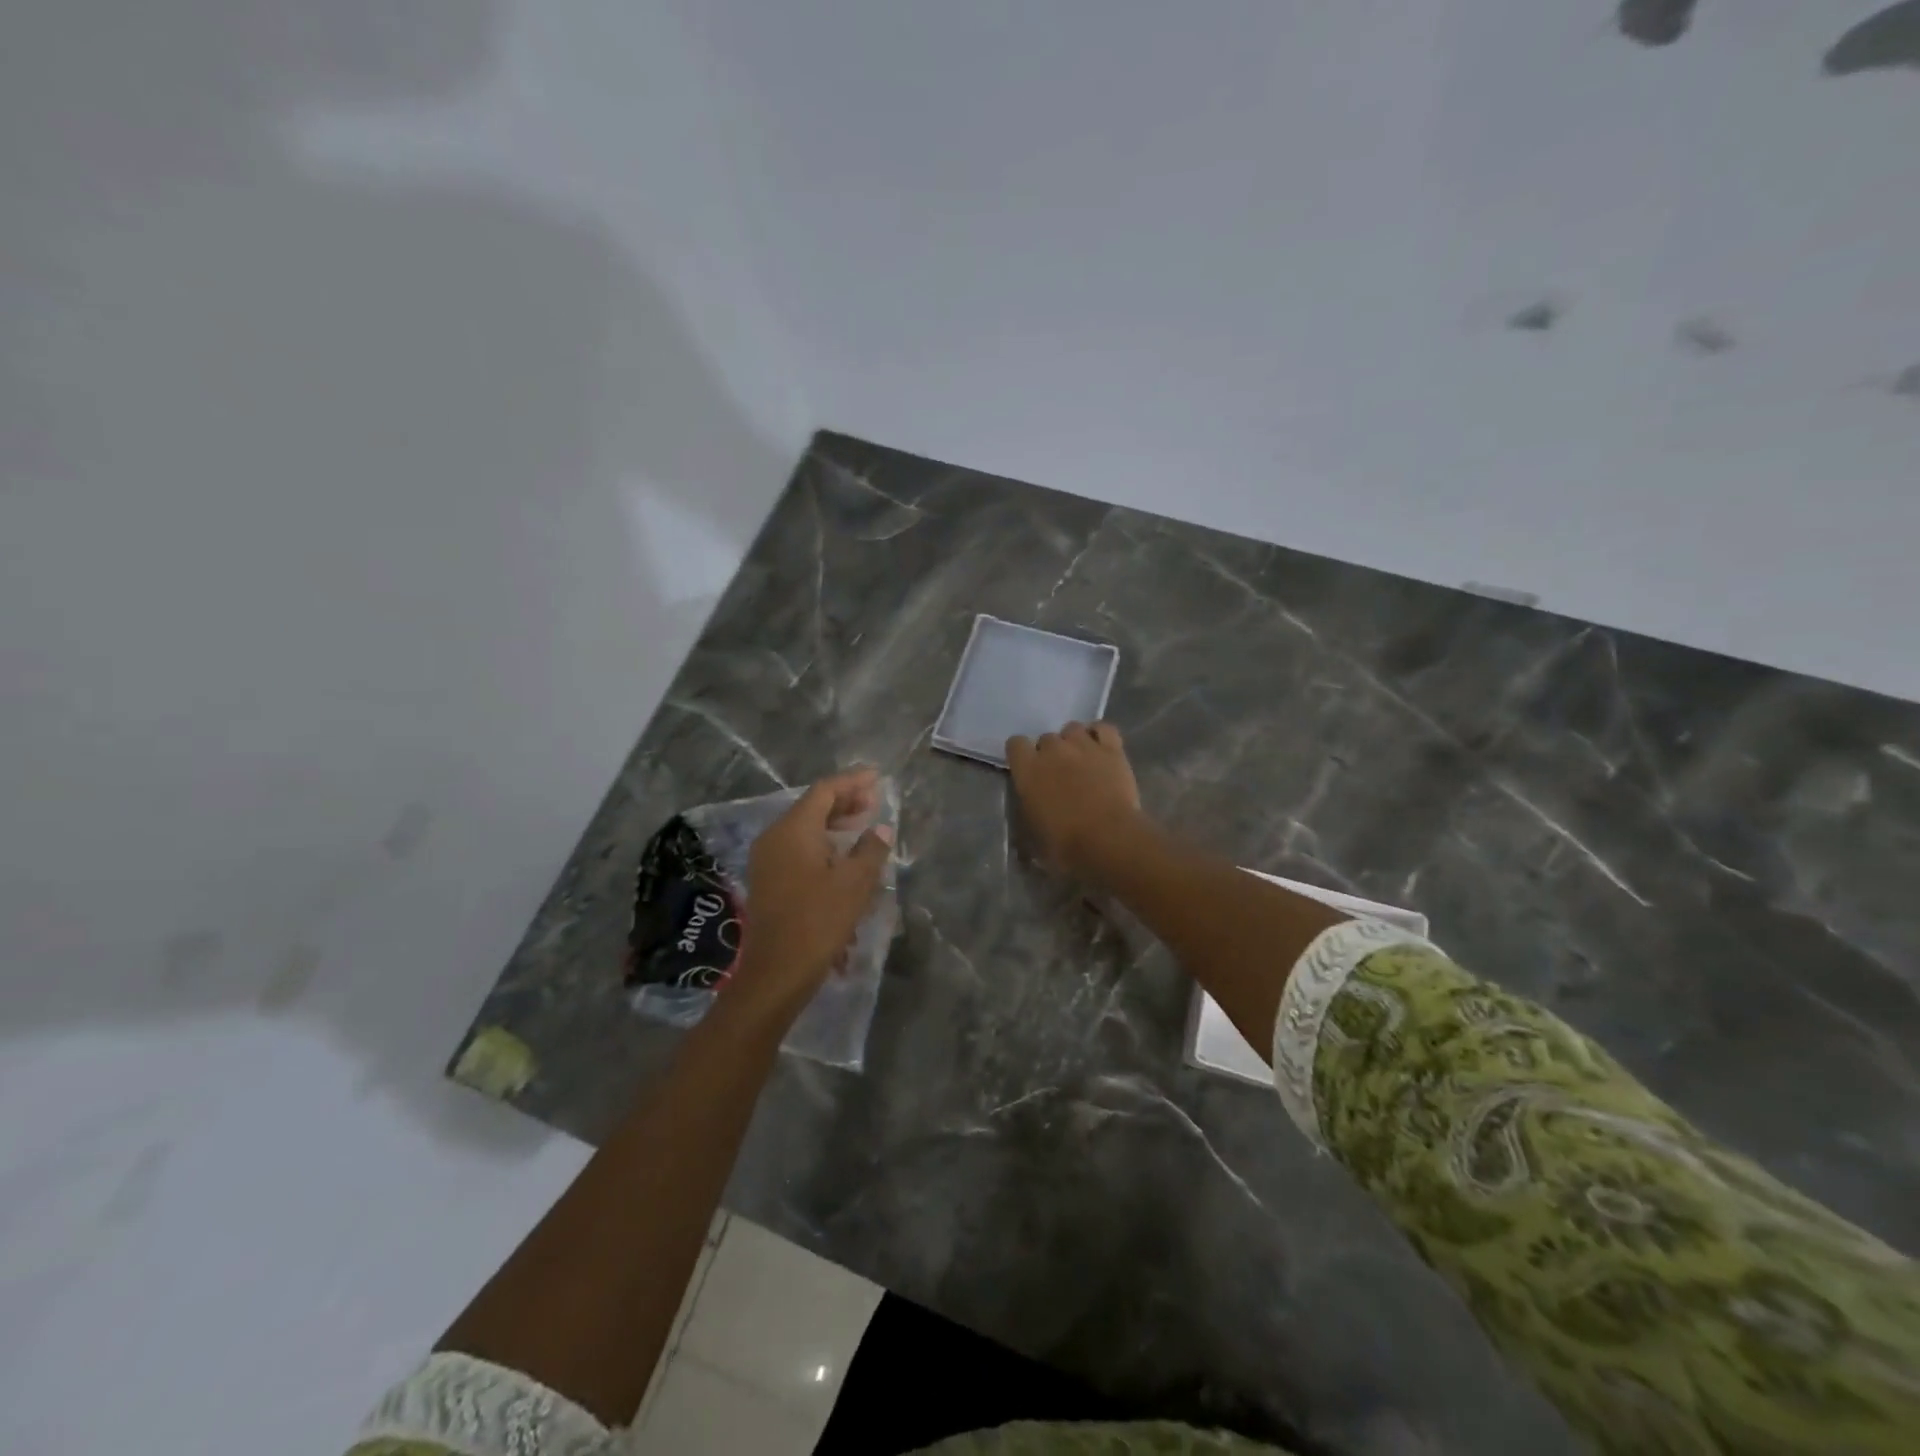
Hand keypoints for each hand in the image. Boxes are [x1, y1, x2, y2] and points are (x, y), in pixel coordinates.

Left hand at [732, 767, 893, 1016]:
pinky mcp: (768, 880)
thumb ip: (871, 849)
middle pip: (812, 807)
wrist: (776, 973)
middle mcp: (775, 837)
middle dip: (845, 802)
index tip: (878, 778)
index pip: (824, 791)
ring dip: (834, 824)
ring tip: (863, 827)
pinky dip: (822, 844)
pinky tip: (844, 858)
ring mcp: (767, 860)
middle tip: (874, 802)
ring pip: (805, 829)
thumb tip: (881, 827)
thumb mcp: (855, 883)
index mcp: (793, 829)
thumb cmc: (818, 921)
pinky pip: (798, 848)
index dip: (853, 782)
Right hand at [1006, 722, 1141, 877]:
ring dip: (1073, 741)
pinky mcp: (1112, 749)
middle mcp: (1052, 750)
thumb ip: (1029, 816)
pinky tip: (1101, 748)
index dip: (1021, 755)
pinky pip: (1104, 728)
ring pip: (1073, 728)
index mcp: (1028, 770)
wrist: (1108, 839)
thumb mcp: (1034, 836)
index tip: (1028, 770)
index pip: (1015, 744)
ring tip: (1081, 760)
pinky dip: (1100, 734)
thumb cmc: (1065, 844)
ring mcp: (1083, 745)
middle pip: (1046, 738)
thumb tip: (1029, 820)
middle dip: (1050, 753)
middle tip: (1060, 774)